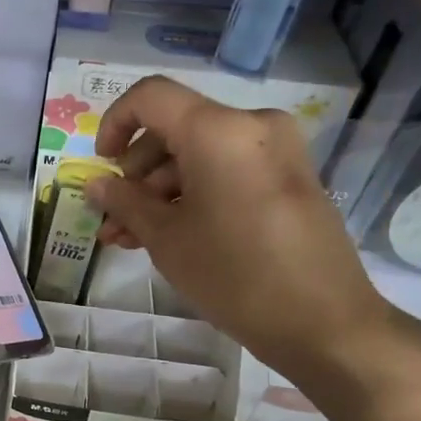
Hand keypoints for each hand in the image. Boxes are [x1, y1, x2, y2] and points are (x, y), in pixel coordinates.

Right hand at [87, 76, 399, 381]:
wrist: (325, 324)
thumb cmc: (234, 276)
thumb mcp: (166, 239)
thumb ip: (125, 203)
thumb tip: (95, 184)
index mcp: (219, 130)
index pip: (151, 97)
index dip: (115, 123)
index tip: (102, 165)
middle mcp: (252, 126)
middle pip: (176, 129)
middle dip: (137, 173)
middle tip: (114, 218)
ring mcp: (277, 152)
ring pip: (200, 155)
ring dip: (162, 191)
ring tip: (133, 238)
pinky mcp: (290, 178)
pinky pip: (229, 171)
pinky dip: (196, 194)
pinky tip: (170, 235)